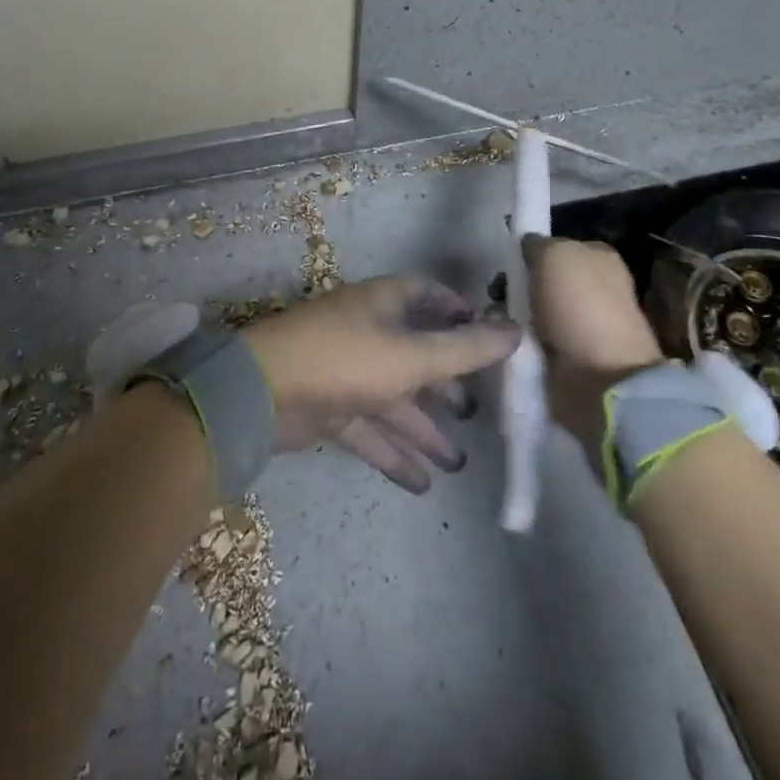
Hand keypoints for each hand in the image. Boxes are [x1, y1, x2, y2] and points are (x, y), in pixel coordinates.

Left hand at [245, 276, 520, 492]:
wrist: (261, 394)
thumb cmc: (345, 360)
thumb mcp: (413, 356)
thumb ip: (466, 349)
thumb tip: (518, 331)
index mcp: (384, 304)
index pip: (427, 295)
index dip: (458, 311)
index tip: (489, 336)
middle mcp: (367, 331)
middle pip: (415, 353)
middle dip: (446, 383)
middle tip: (476, 413)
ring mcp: (346, 371)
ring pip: (394, 399)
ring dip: (424, 430)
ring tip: (458, 463)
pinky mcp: (329, 407)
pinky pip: (370, 430)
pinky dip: (394, 454)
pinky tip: (423, 485)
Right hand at [522, 236, 779, 463]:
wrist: (601, 376)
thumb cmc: (580, 304)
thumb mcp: (553, 254)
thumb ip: (536, 244)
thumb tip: (528, 245)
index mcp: (600, 258)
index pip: (560, 245)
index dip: (535, 252)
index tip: (511, 262)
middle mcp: (596, 288)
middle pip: (546, 279)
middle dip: (522, 285)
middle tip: (498, 293)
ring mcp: (584, 325)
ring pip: (538, 310)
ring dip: (518, 315)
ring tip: (498, 320)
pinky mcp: (571, 357)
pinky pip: (537, 340)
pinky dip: (523, 341)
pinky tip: (508, 340)